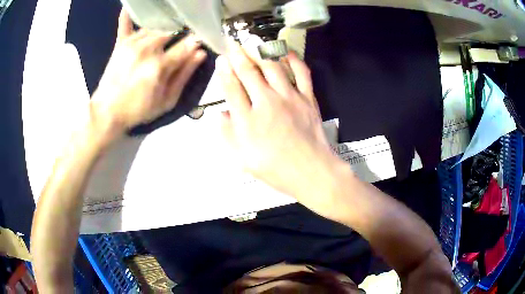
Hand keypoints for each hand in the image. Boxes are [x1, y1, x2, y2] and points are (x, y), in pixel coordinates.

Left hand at [90, 10, 205, 140]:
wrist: (107, 112)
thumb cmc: (138, 110)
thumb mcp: (167, 101)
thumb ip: (184, 76)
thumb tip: (200, 53)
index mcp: (160, 66)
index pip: (186, 45)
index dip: (195, 43)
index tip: (199, 42)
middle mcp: (147, 49)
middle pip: (171, 32)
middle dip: (179, 36)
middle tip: (179, 42)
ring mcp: (132, 44)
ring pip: (155, 28)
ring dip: (162, 31)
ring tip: (165, 36)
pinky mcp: (120, 44)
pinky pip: (125, 25)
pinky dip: (127, 16)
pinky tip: (130, 7)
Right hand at [218, 43, 343, 209]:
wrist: (310, 171)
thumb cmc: (274, 169)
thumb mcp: (242, 159)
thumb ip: (227, 135)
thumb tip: (220, 114)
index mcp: (247, 120)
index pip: (231, 88)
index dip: (224, 71)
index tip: (221, 59)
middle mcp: (266, 103)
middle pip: (249, 72)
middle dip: (238, 56)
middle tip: (233, 44)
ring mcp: (289, 98)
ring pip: (272, 67)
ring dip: (260, 52)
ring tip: (253, 42)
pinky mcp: (307, 98)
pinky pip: (301, 73)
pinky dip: (294, 60)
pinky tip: (285, 52)